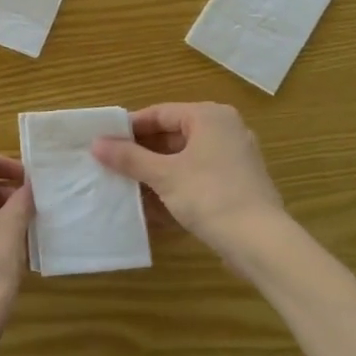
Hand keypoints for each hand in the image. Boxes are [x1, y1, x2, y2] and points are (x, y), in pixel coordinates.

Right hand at [91, 103, 286, 260]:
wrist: (260, 242)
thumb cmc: (209, 196)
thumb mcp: (163, 175)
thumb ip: (129, 158)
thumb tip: (96, 144)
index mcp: (209, 117)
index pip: (160, 113)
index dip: (130, 127)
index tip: (104, 141)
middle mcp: (225, 130)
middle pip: (173, 135)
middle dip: (142, 152)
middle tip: (111, 164)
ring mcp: (234, 158)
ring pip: (185, 158)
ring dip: (156, 171)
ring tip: (126, 185)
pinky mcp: (237, 185)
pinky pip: (198, 177)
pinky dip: (175, 186)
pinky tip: (153, 205)